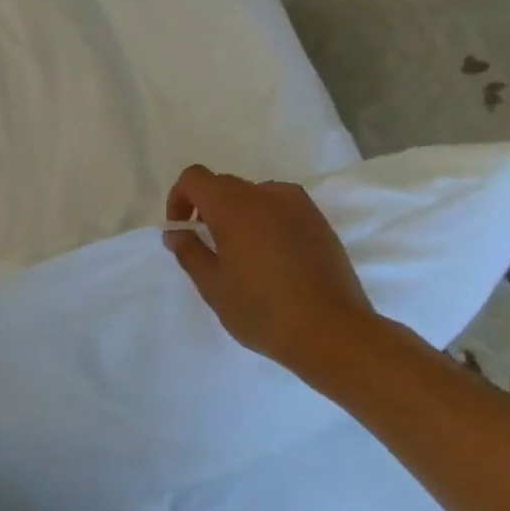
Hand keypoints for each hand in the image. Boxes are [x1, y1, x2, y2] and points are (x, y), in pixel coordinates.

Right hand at [165, 165, 381, 372]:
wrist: (332, 332)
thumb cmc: (261, 309)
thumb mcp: (212, 285)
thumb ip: (189, 251)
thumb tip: (176, 232)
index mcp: (234, 206)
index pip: (195, 178)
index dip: (179, 198)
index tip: (181, 230)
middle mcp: (267, 195)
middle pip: (225, 186)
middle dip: (207, 209)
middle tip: (207, 247)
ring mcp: (299, 207)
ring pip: (255, 196)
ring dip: (238, 215)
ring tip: (241, 255)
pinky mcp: (320, 223)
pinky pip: (281, 210)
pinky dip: (266, 223)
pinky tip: (271, 261)